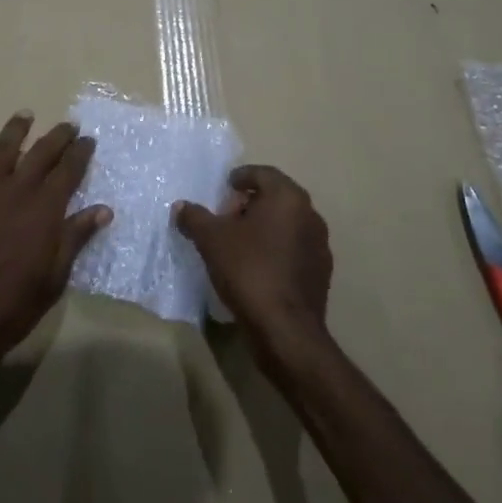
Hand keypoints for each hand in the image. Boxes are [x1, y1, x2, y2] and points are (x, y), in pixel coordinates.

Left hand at [0, 112, 111, 376]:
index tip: (89, 140)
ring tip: (25, 114)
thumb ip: (75, 238)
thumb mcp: (55, 277)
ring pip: (2, 151)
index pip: (68, 171)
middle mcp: (16, 192)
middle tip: (68, 125)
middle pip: (40, 154)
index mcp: (44, 210)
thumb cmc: (13, 305)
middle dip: (57, 137)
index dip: (80, 153)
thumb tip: (103, 209)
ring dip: (15, 130)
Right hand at [175, 166, 331, 361]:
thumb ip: (194, 217)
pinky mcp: (321, 272)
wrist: (285, 328)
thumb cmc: (248, 270)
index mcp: (287, 198)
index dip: (241, 177)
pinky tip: (257, 266)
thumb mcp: (211, 240)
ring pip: (287, 224)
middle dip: (251, 203)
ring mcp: (320, 244)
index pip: (263, 173)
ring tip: (239, 242)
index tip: (224, 188)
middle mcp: (310, 214)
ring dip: (265, 227)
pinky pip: (294, 249)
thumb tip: (180, 206)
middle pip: (277, 198)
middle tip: (227, 216)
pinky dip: (276, 249)